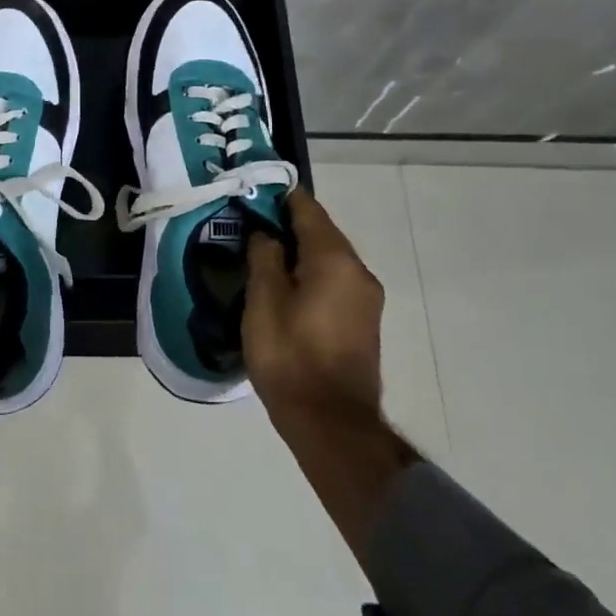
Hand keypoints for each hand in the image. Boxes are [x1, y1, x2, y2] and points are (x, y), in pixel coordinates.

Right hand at [244, 188, 386, 432]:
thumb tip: (266, 234)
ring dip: (298, 251)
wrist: (330, 422)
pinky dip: (310, 274)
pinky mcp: (363, 321)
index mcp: (334, 259)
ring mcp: (365, 298)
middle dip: (287, 225)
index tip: (252, 193)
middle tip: (249, 226)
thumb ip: (265, 257)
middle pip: (321, 232)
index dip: (279, 197)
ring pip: (328, 258)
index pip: (307, 209)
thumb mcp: (264, 301)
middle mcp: (358, 271)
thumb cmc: (290, 355)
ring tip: (262, 256)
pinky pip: (334, 281)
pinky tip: (284, 286)